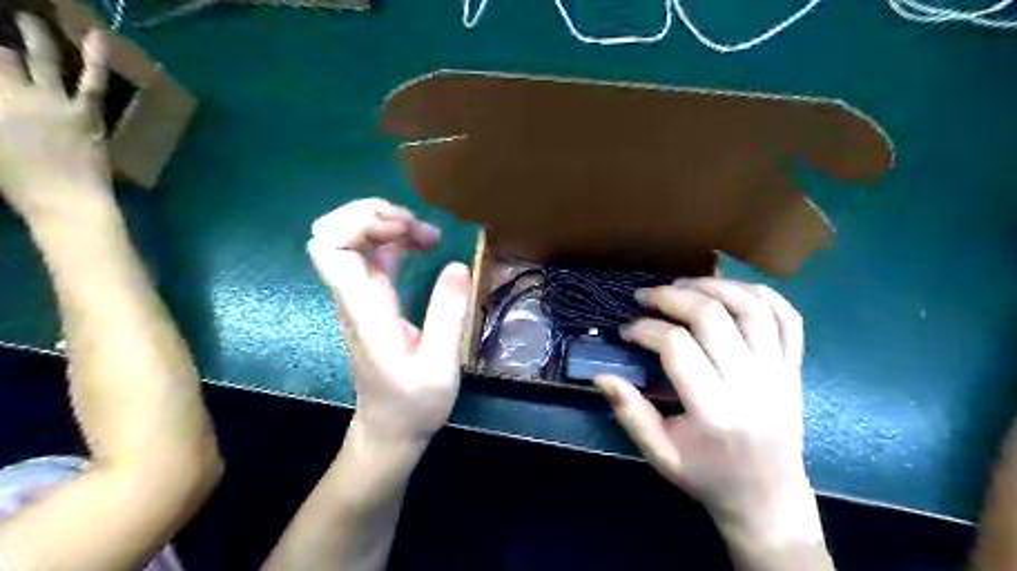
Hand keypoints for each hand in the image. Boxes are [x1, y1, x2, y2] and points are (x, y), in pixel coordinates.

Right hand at [0, 14, 111, 220]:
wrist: (66, 201)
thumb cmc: (19, 182)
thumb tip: (4, 105)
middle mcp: (14, 94)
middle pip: (3, 57)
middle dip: (0, 45)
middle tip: (0, 30)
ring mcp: (55, 102)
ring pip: (41, 58)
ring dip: (33, 33)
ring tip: (27, 17)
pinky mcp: (88, 113)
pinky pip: (92, 81)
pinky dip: (96, 57)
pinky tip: (98, 35)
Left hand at [308, 202, 474, 445]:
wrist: (390, 430)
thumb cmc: (414, 404)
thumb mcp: (440, 367)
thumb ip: (448, 316)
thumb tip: (457, 265)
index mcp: (364, 308)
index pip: (330, 246)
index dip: (361, 222)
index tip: (405, 231)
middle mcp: (353, 295)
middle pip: (335, 231)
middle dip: (377, 215)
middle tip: (420, 230)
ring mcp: (359, 295)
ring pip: (353, 238)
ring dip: (388, 224)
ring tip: (429, 235)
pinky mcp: (371, 299)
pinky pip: (372, 254)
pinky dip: (394, 240)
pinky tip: (422, 246)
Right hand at [598, 279, 815, 537]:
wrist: (768, 498)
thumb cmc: (707, 477)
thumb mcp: (660, 454)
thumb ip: (630, 413)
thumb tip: (602, 375)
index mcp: (714, 412)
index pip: (677, 347)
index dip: (645, 329)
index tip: (627, 330)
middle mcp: (751, 385)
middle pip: (712, 317)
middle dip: (672, 297)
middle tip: (646, 296)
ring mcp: (779, 373)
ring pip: (750, 308)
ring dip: (712, 285)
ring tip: (682, 285)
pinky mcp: (794, 368)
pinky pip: (787, 317)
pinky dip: (759, 293)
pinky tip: (729, 289)